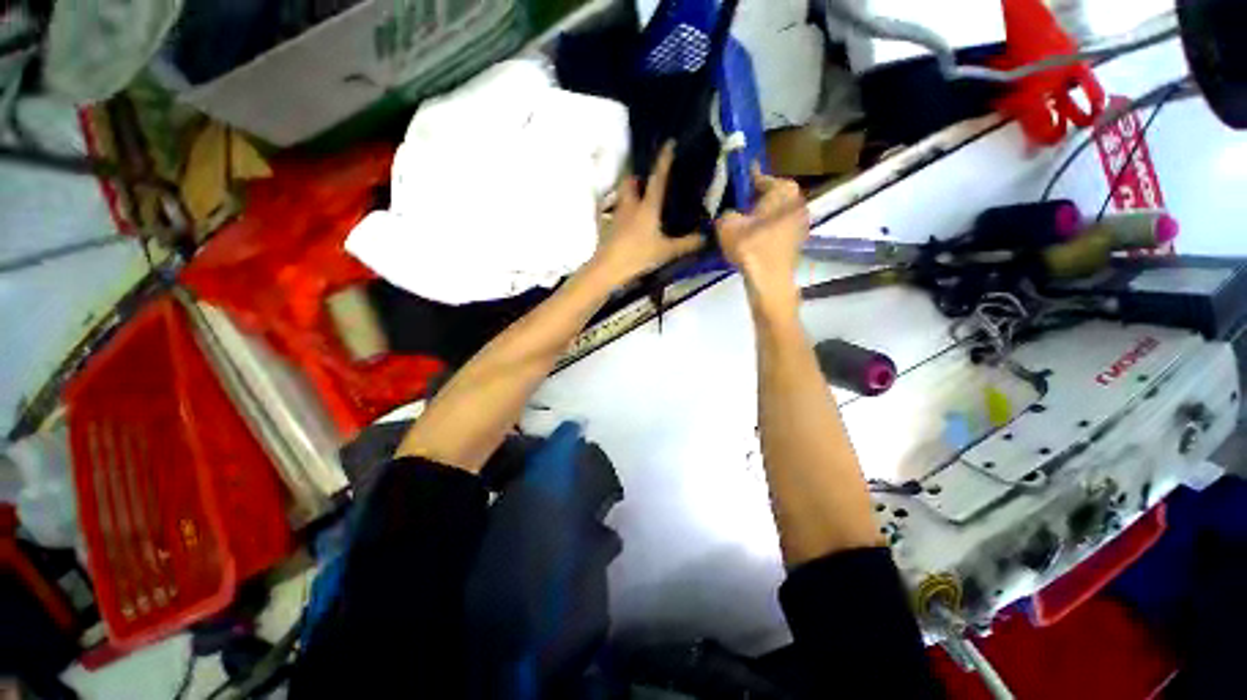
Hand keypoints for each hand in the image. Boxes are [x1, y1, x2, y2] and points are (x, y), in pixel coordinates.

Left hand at [590, 142, 704, 286]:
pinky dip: (622, 213)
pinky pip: (615, 213)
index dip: (664, 161)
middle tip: (647, 183)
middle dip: (637, 177)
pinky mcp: (608, 227)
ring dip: (629, 194)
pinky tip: (627, 223)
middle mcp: (630, 206)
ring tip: (639, 202)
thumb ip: (686, 244)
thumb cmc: (638, 255)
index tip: (669, 144)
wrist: (608, 268)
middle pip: (630, 182)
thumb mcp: (666, 251)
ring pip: (621, 196)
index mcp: (647, 207)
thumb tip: (706, 238)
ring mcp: (616, 216)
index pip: (657, 179)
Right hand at [715, 165, 808, 310]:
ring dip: (760, 217)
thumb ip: (726, 212)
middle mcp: (797, 202)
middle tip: (735, 206)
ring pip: (774, 214)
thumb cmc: (750, 246)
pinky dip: (765, 231)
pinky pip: (777, 229)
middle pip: (770, 197)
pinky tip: (751, 240)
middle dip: (753, 200)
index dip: (744, 181)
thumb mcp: (727, 224)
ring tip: (741, 224)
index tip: (734, 182)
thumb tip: (730, 214)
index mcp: (783, 189)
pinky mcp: (797, 242)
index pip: (760, 178)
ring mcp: (800, 223)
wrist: (768, 279)